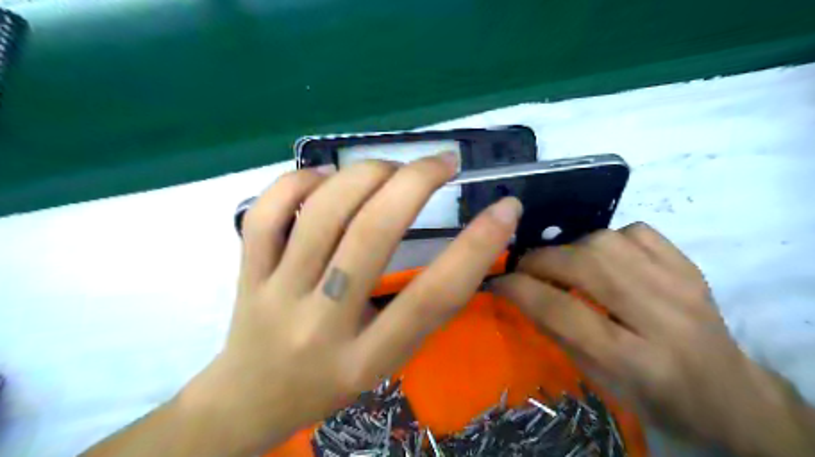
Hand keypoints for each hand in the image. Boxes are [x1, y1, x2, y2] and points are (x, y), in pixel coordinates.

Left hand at [184, 153, 521, 456]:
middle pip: (371, 235)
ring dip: (366, 174)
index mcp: (368, 358)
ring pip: (322, 213)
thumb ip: (418, 311)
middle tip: (442, 162)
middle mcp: (321, 324)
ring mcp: (277, 294)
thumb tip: (460, 243)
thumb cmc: (331, 383)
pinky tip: (326, 177)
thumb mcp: (386, 362)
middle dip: (415, 183)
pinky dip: (299, 181)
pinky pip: (267, 214)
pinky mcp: (246, 273)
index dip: (476, 247)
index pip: (432, 297)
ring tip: (391, 168)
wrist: (251, 401)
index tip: (506, 207)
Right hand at [490, 223, 814, 455]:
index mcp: (636, 361)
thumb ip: (559, 334)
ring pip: (607, 241)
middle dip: (540, 260)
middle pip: (585, 267)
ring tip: (561, 263)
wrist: (729, 395)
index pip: (562, 312)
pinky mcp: (690, 267)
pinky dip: (607, 237)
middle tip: (522, 267)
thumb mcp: (600, 383)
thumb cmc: (656, 399)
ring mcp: (681, 285)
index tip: (496, 280)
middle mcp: (662, 317)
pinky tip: (601, 256)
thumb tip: (520, 294)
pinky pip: (636, 231)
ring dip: (570, 247)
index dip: (519, 290)